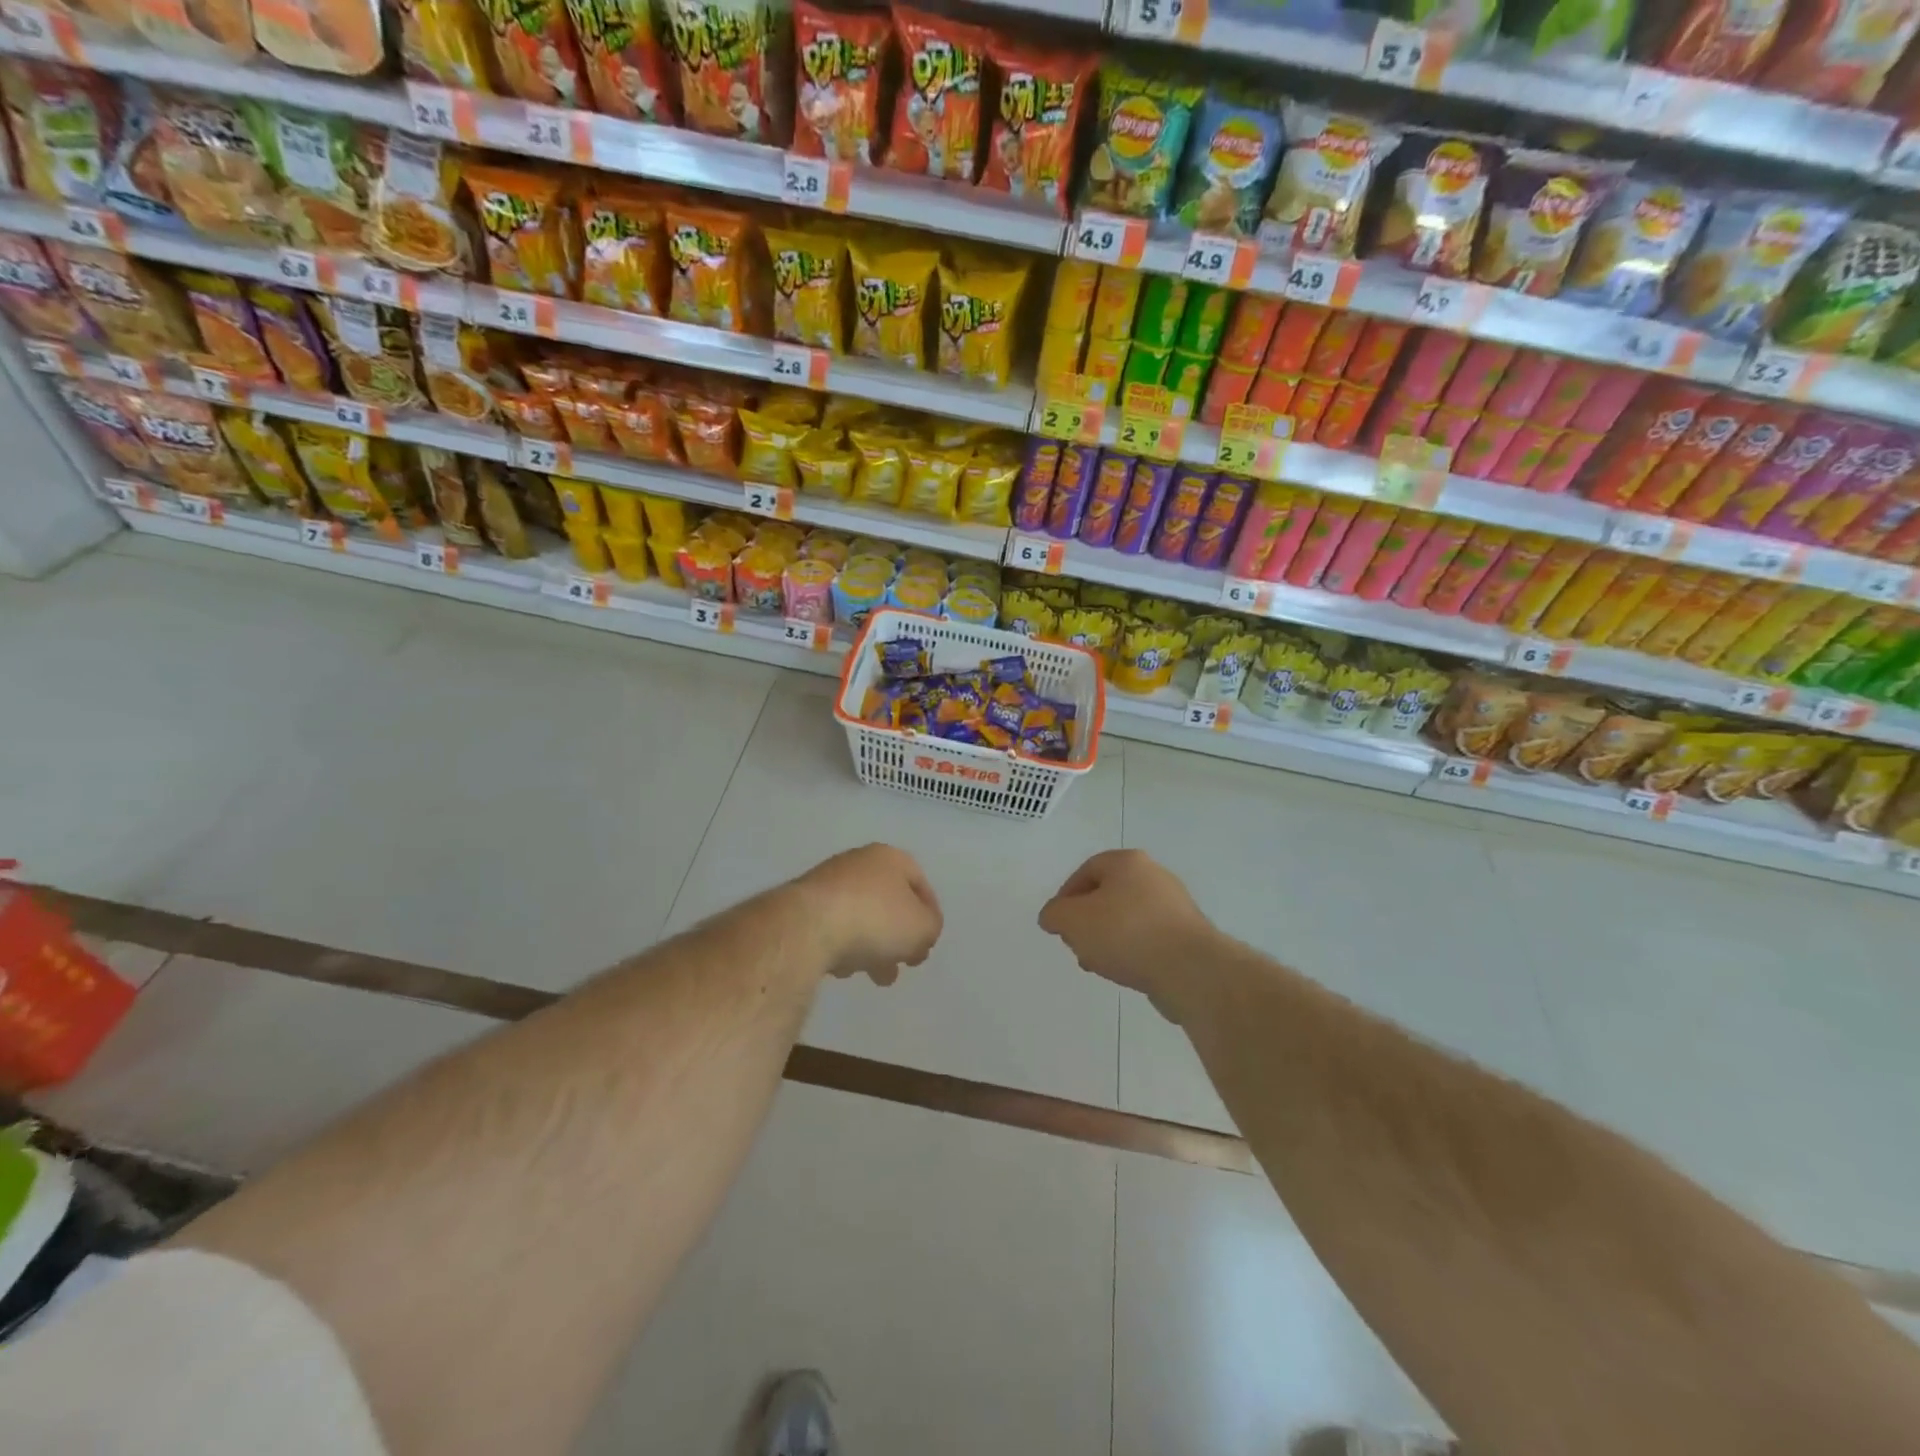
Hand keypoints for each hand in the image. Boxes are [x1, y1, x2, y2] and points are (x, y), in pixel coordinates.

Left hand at [794, 844, 942, 984]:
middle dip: (899, 936)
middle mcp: (858, 862)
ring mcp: (827, 882)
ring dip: (872, 946)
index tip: (928, 944)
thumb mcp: (922, 927)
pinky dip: (842, 946)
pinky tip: (842, 968)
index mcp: (890, 857)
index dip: (929, 915)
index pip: (919, 883)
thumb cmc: (875, 919)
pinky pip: (833, 927)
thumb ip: (930, 927)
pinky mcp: (802, 906)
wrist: (807, 927)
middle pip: (888, 902)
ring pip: (861, 916)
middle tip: (903, 964)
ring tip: (874, 975)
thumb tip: (921, 930)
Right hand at [1039, 850, 1216, 1019]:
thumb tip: (1053, 916)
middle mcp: (1155, 876)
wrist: (1190, 969)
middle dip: (1087, 921)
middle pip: (1108, 895)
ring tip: (1098, 964)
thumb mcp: (1073, 920)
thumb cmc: (1126, 933)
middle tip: (1077, 944)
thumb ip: (1055, 914)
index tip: (1058, 924)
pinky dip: (1132, 951)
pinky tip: (1124, 972)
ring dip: (1108, 939)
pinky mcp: (1188, 935)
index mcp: (1128, 862)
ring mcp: (1175, 906)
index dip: (1066, 896)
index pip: (1087, 871)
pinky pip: (1149, 939)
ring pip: (1128, 919)